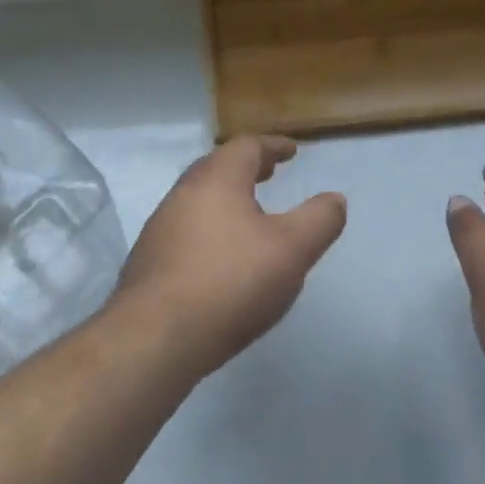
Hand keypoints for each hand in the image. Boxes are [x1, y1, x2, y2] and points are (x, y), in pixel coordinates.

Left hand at [113, 135, 347, 379]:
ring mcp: (161, 227)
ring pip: (199, 199)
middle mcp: (183, 193)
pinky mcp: (149, 261)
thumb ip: (319, 220)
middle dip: (246, 167)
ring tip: (249, 215)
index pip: (246, 147)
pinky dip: (210, 227)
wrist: (155, 338)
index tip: (291, 151)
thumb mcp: (291, 250)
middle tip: (269, 173)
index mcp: (217, 179)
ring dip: (226, 198)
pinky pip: (186, 229)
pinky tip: (221, 256)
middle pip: (217, 167)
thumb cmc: (230, 281)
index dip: (272, 146)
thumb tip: (335, 198)